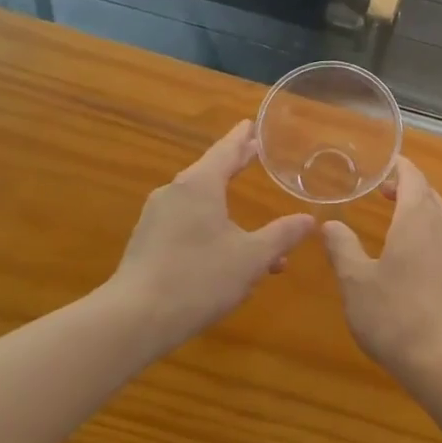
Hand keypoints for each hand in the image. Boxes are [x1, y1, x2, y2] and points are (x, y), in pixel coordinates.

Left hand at [106, 121, 314, 356]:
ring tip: (255, 222)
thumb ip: (281, 236)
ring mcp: (157, 218)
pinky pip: (187, 224)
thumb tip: (308, 219)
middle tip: (253, 152)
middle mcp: (175, 193)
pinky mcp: (148, 243)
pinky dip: (211, 228)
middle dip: (235, 165)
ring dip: (228, 208)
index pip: (225, 151)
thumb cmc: (198, 278)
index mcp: (200, 185)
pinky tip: (229, 255)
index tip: (251, 123)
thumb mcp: (251, 258)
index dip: (242, 139)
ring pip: (200, 204)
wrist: (134, 319)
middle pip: (210, 171)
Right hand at [321, 157, 441, 385]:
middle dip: (408, 188)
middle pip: (429, 194)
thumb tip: (330, 224)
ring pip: (441, 218)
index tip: (383, 164)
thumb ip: (343, 248)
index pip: (412, 177)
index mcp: (418, 218)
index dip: (398, 167)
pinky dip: (429, 234)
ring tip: (395, 221)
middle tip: (382, 191)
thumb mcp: (356, 281)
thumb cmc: (396, 314)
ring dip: (420, 211)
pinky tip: (413, 257)